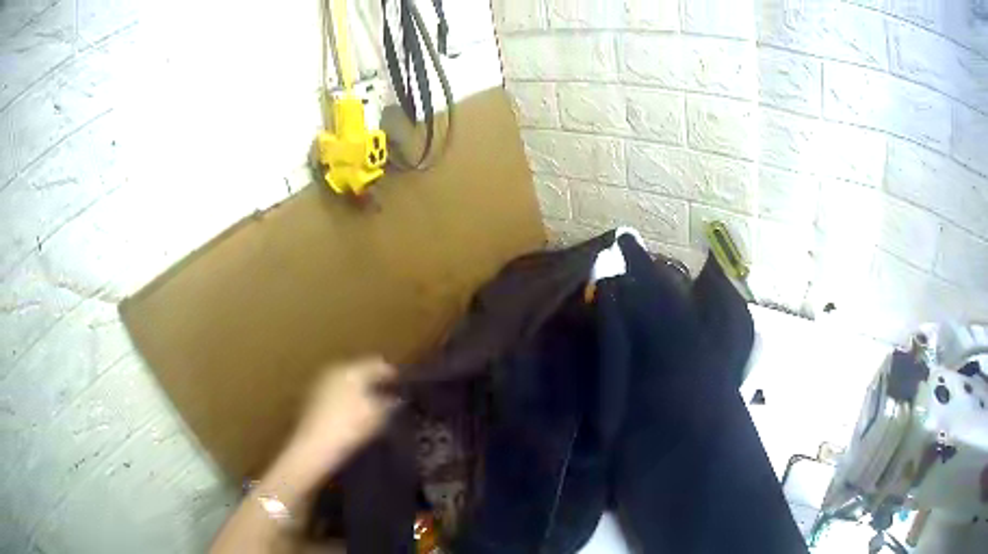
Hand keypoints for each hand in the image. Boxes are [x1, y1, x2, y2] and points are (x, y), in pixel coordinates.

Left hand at [269, 357, 399, 493]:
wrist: (314, 447)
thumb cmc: (350, 427)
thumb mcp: (378, 416)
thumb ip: (389, 404)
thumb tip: (395, 399)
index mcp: (350, 369)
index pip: (376, 365)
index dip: (391, 374)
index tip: (403, 382)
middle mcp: (333, 371)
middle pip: (359, 372)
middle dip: (373, 382)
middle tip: (389, 394)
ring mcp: (320, 385)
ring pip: (346, 384)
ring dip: (359, 392)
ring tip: (373, 407)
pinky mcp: (312, 400)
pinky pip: (336, 395)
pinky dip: (347, 401)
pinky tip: (354, 416)